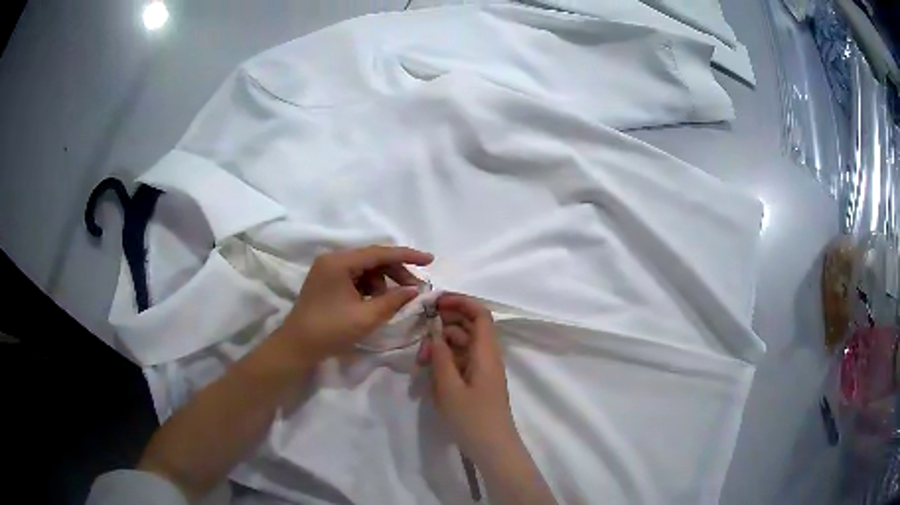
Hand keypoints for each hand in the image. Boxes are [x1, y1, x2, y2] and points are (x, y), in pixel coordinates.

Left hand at [276, 246, 432, 362]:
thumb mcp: (366, 317)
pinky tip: (378, 302)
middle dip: (397, 273)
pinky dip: (371, 288)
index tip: (430, 260)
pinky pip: (356, 278)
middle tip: (416, 290)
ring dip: (384, 282)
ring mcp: (328, 270)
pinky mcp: (327, 281)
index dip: (408, 256)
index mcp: (340, 262)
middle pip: (373, 259)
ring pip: (366, 269)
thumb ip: (393, 301)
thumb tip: (415, 291)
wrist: (297, 346)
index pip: (380, 252)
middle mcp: (333, 259)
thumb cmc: (330, 330)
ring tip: (395, 302)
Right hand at [421, 294, 520, 462]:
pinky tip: (429, 372)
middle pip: (468, 327)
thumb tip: (435, 330)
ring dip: (441, 346)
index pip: (480, 314)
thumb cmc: (472, 419)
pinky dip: (445, 361)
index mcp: (486, 353)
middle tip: (420, 337)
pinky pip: (460, 361)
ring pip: (462, 345)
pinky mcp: (477, 381)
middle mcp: (487, 356)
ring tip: (420, 361)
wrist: (492, 448)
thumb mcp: (450, 388)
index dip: (460, 302)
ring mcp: (482, 369)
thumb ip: (441, 356)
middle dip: (444, 326)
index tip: (434, 304)